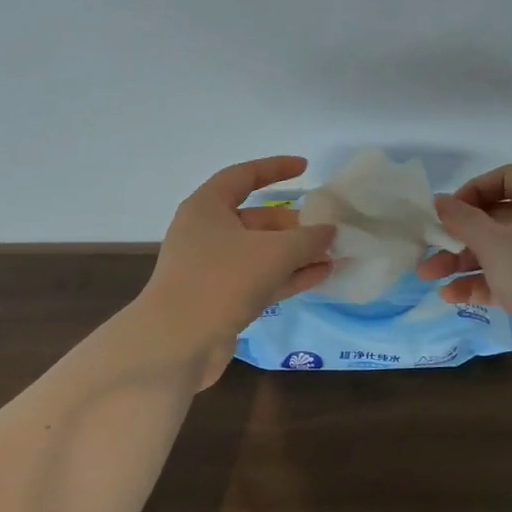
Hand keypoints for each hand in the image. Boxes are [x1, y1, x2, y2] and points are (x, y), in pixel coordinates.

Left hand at [138, 156, 337, 388]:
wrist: (177, 343)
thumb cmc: (222, 280)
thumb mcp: (273, 253)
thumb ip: (307, 239)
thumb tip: (329, 231)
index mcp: (207, 207)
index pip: (243, 176)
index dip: (275, 169)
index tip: (305, 168)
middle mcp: (206, 233)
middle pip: (256, 219)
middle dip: (293, 224)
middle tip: (328, 228)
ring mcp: (211, 269)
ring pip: (260, 252)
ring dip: (295, 253)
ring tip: (333, 254)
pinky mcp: (220, 300)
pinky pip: (259, 279)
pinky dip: (287, 276)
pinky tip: (321, 276)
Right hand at [416, 163, 511, 390]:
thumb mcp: (496, 244)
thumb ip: (463, 221)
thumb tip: (439, 201)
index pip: (509, 177)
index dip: (476, 189)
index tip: (450, 211)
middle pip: (498, 217)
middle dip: (459, 234)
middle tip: (427, 247)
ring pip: (500, 251)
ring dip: (463, 262)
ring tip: (428, 276)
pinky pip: (508, 279)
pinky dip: (481, 284)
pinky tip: (452, 296)